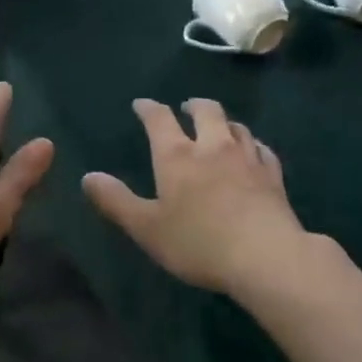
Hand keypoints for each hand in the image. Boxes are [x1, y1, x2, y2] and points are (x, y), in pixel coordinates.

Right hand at [82, 98, 310, 293]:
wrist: (266, 257)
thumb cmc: (198, 242)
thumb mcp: (146, 228)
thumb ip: (116, 201)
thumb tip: (88, 177)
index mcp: (176, 155)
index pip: (159, 118)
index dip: (148, 108)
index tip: (141, 104)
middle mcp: (212, 146)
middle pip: (206, 111)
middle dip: (193, 105)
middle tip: (186, 108)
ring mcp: (247, 158)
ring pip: (236, 126)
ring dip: (224, 122)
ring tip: (219, 128)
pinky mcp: (273, 176)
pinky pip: (262, 150)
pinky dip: (253, 145)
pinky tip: (253, 152)